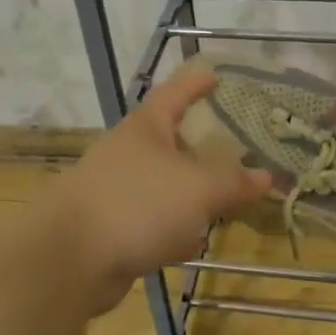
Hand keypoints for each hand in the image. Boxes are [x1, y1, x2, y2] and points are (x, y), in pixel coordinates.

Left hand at [43, 68, 269, 313]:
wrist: (69, 259)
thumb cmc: (138, 203)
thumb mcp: (199, 188)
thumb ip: (234, 182)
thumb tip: (266, 176)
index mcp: (146, 128)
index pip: (175, 93)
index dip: (196, 84)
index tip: (216, 75)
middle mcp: (128, 153)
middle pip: (170, 141)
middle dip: (200, 147)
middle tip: (234, 149)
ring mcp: (116, 190)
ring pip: (163, 185)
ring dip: (189, 193)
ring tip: (223, 200)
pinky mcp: (110, 228)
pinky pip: (151, 221)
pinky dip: (172, 228)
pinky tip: (192, 243)